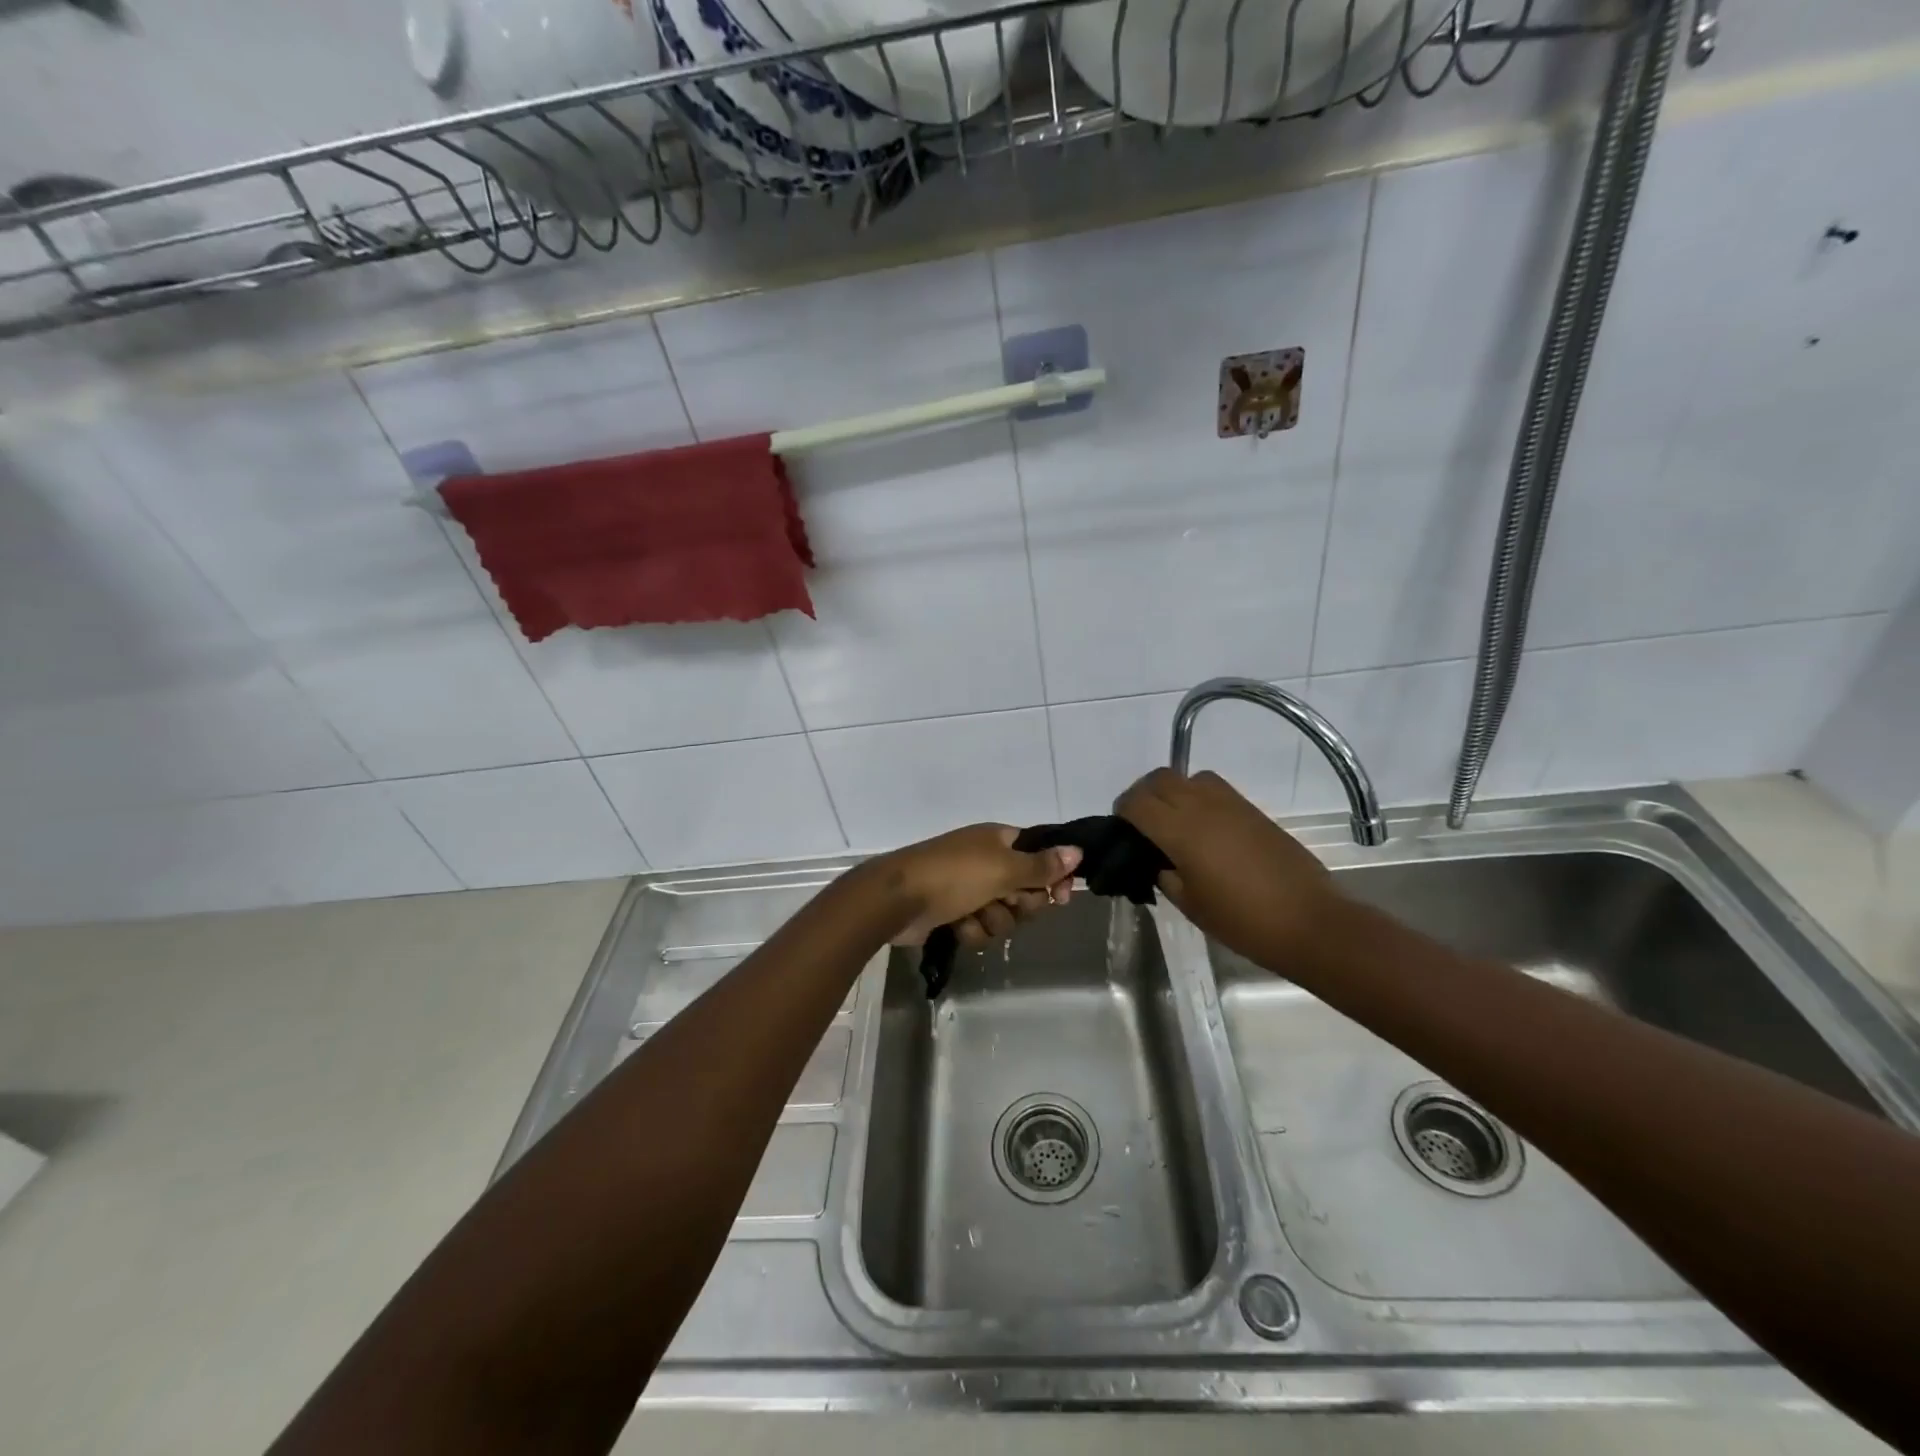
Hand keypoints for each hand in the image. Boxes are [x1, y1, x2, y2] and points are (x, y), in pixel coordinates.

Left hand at [868, 824, 1080, 947]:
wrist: (897, 899)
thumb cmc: (954, 875)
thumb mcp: (1003, 868)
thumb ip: (1042, 865)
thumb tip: (1078, 850)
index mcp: (999, 840)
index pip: (1040, 855)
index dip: (1052, 876)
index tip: (1061, 897)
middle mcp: (987, 861)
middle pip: (1025, 890)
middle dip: (1018, 904)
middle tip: (1005, 901)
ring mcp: (968, 888)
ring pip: (1004, 914)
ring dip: (992, 921)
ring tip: (973, 915)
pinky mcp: (953, 913)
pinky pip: (980, 928)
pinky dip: (970, 930)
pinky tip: (956, 926)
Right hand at [1115, 768, 1338, 962]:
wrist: (1309, 922)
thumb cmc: (1243, 921)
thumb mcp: (1191, 905)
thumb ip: (1166, 876)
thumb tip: (1159, 861)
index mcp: (1181, 831)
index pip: (1137, 803)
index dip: (1123, 812)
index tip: (1121, 829)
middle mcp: (1203, 807)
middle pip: (1160, 779)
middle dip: (1144, 794)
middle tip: (1142, 823)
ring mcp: (1231, 804)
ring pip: (1189, 777)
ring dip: (1174, 791)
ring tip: (1174, 821)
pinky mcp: (1253, 810)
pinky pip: (1215, 789)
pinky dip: (1199, 797)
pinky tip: (1204, 829)